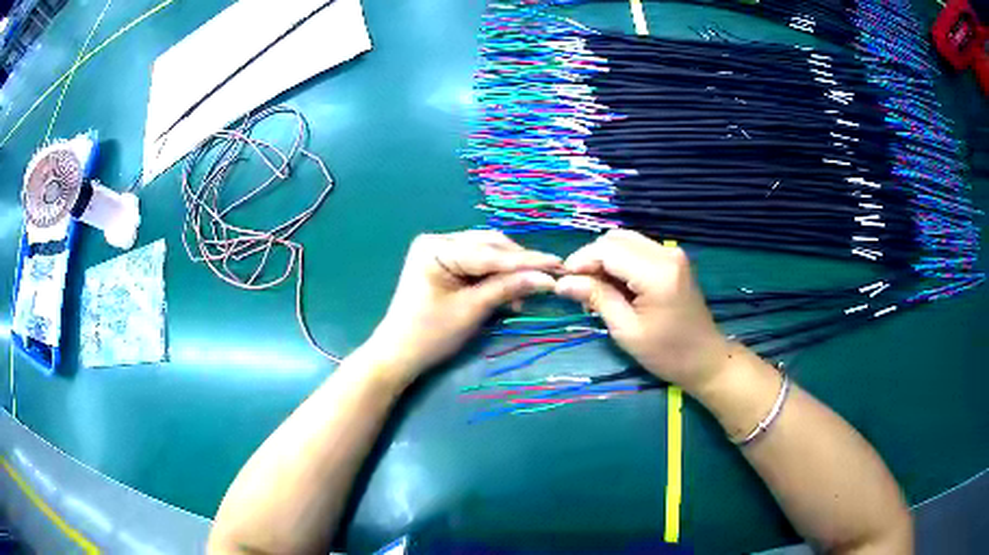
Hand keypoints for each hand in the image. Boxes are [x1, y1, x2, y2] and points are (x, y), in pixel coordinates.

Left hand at [365, 230, 559, 388]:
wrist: (399, 355)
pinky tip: (511, 293)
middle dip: (518, 263)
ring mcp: (440, 252)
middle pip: (489, 247)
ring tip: (531, 289)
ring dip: (509, 271)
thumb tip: (547, 279)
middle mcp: (438, 241)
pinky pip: (478, 266)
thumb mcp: (472, 311)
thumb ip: (508, 289)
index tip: (558, 264)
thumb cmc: (430, 334)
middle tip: (549, 276)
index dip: (525, 260)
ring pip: (487, 255)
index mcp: (437, 248)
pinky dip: (496, 278)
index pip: (489, 252)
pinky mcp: (445, 265)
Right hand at [555, 230, 729, 394]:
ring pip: (624, 240)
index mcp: (656, 272)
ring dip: (605, 259)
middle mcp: (666, 253)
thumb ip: (597, 299)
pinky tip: (615, 285)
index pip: (607, 250)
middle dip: (591, 259)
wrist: (706, 359)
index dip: (581, 261)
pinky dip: (620, 261)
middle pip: (615, 239)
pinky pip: (637, 249)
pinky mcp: (673, 259)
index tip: (563, 282)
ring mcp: (672, 253)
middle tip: (579, 289)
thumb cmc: (668, 353)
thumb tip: (562, 283)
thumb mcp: (627, 331)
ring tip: (596, 289)